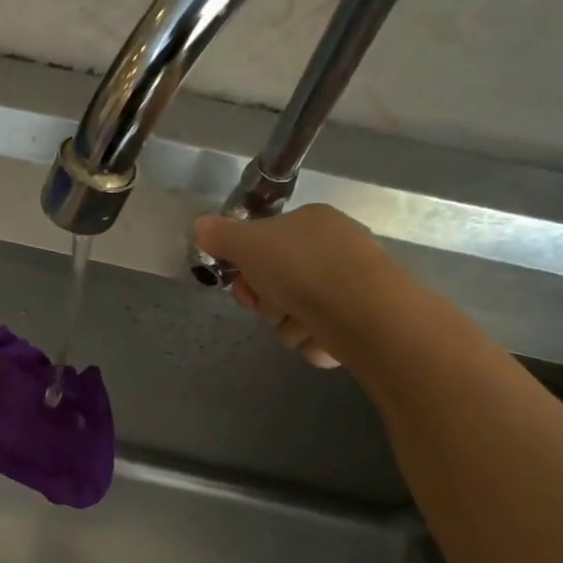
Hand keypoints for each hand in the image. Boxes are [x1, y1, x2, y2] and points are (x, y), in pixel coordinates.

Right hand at [192, 204, 405, 368]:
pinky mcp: (361, 320)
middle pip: (276, 281)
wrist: (362, 312)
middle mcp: (333, 248)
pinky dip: (314, 340)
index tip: (240, 281)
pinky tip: (321, 339)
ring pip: (294, 312)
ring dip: (288, 325)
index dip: (245, 265)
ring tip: (300, 324)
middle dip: (266, 301)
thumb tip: (199, 226)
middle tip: (269, 305)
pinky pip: (319, 334)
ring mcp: (350, 285)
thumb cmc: (301, 268)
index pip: (265, 243)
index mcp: (310, 221)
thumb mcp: (247, 244)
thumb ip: (220, 236)